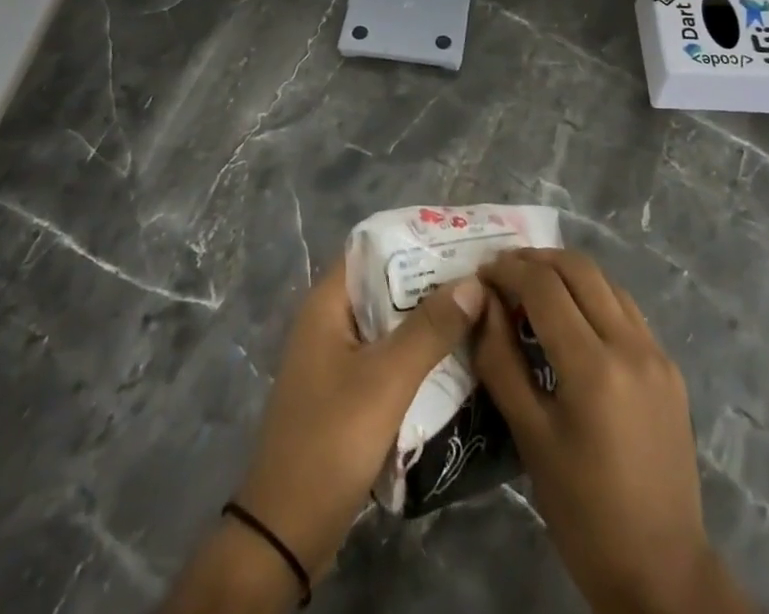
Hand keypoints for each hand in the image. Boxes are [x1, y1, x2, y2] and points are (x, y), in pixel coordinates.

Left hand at [235, 259, 484, 579]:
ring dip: (428, 317)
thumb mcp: (386, 380)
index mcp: (327, 303)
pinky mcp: (347, 391)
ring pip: (390, 322)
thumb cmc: (331, 440)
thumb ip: (430, 329)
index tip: (461, 236)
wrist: (287, 532)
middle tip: (481, 274)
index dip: (416, 238)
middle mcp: (329, 321)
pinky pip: (388, 355)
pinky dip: (418, 351)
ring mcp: (337, 358)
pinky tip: (455, 356)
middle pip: (385, 284)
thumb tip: (474, 282)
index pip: (374, 247)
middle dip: (431, 279)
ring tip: (478, 308)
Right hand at [474, 249, 751, 613]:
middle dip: (536, 260)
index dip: (508, 270)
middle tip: (503, 272)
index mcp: (593, 366)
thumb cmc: (583, 512)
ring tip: (533, 289)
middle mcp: (630, 345)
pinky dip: (594, 297)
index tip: (481, 272)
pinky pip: (627, 310)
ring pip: (606, 282)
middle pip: (578, 269)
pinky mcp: (669, 368)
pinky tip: (574, 319)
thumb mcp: (530, 438)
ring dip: (567, 273)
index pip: (543, 286)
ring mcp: (656, 353)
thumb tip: (483, 302)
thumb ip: (502, 361)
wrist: (662, 572)